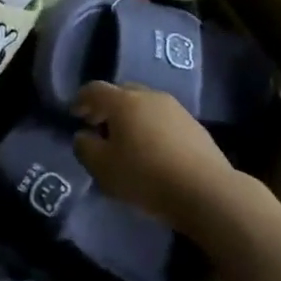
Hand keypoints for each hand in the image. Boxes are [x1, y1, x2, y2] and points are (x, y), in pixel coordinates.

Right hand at [73, 82, 241, 231]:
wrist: (206, 190)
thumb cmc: (146, 176)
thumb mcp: (103, 169)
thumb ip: (86, 148)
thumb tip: (83, 136)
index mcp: (124, 101)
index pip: (95, 89)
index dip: (81, 99)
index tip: (75, 114)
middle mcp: (149, 95)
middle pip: (122, 92)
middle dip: (107, 106)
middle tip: (98, 126)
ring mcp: (175, 108)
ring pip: (144, 104)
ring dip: (131, 116)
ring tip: (126, 140)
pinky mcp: (194, 125)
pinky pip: (163, 118)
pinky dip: (151, 127)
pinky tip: (152, 149)